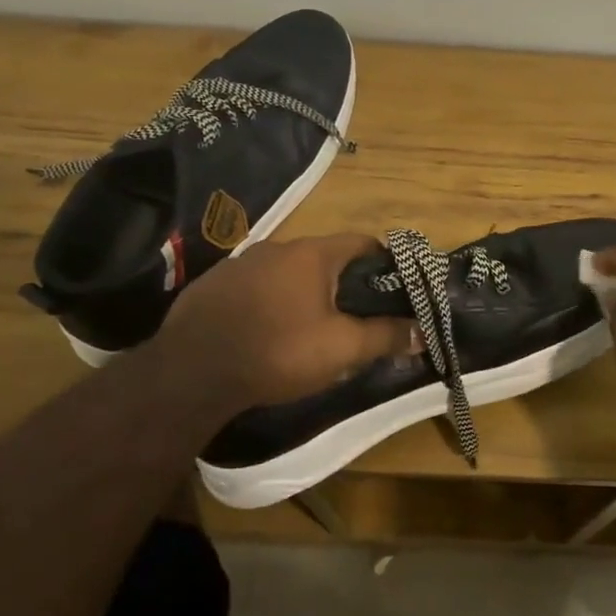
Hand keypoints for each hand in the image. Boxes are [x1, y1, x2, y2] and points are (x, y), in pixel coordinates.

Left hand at [148, 234, 419, 414]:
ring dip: (303, 291)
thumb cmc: (278, 351)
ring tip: (310, 326)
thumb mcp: (341, 349)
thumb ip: (385, 336)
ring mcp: (240, 263)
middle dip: (343, 282)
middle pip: (324, 257)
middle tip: (354, 315)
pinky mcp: (212, 284)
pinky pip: (254, 286)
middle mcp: (277, 247)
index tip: (393, 289)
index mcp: (312, 254)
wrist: (191, 372)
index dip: (384, 263)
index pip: (362, 242)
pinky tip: (265, 330)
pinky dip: (269, 301)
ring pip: (287, 272)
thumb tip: (423, 331)